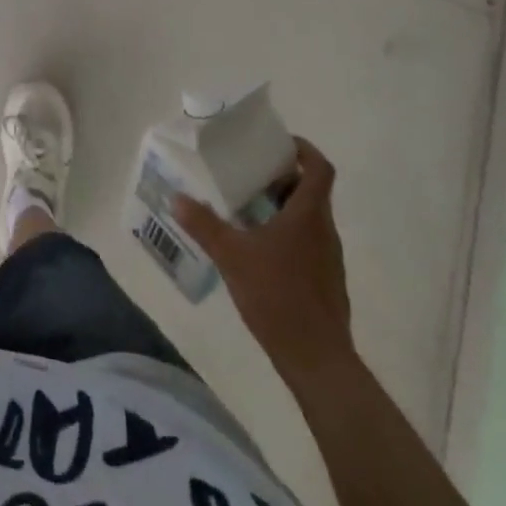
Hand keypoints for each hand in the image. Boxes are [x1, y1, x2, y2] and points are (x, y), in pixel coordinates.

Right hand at [173, 138, 354, 391]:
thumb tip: (176, 197)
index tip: (279, 144)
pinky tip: (257, 251)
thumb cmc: (278, 296)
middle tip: (248, 175)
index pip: (319, 169)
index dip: (304, 150)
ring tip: (246, 210)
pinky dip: (285, 236)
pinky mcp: (325, 283)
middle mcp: (324, 231)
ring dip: (281, 208)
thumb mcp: (231, 256)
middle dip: (281, 179)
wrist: (318, 361)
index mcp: (308, 215)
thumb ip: (204, 224)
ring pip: (308, 219)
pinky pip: (307, 244)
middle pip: (310, 192)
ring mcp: (328, 259)